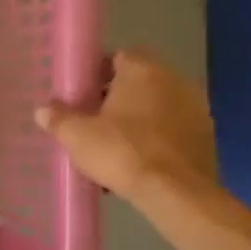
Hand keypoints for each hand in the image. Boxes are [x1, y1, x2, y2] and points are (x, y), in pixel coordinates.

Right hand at [36, 48, 215, 203]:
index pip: (118, 56)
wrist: (175, 193)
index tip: (80, 93)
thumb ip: (57, 118)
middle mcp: (174, 81)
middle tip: (92, 119)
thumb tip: (44, 110)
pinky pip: (172, 129)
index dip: (97, 73)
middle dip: (115, 97)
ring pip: (156, 106)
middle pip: (138, 82)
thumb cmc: (121, 152)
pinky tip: (137, 160)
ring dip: (137, 118)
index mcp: (142, 71)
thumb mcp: (75, 135)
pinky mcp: (206, 136)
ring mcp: (196, 109)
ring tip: (113, 144)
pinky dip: (155, 138)